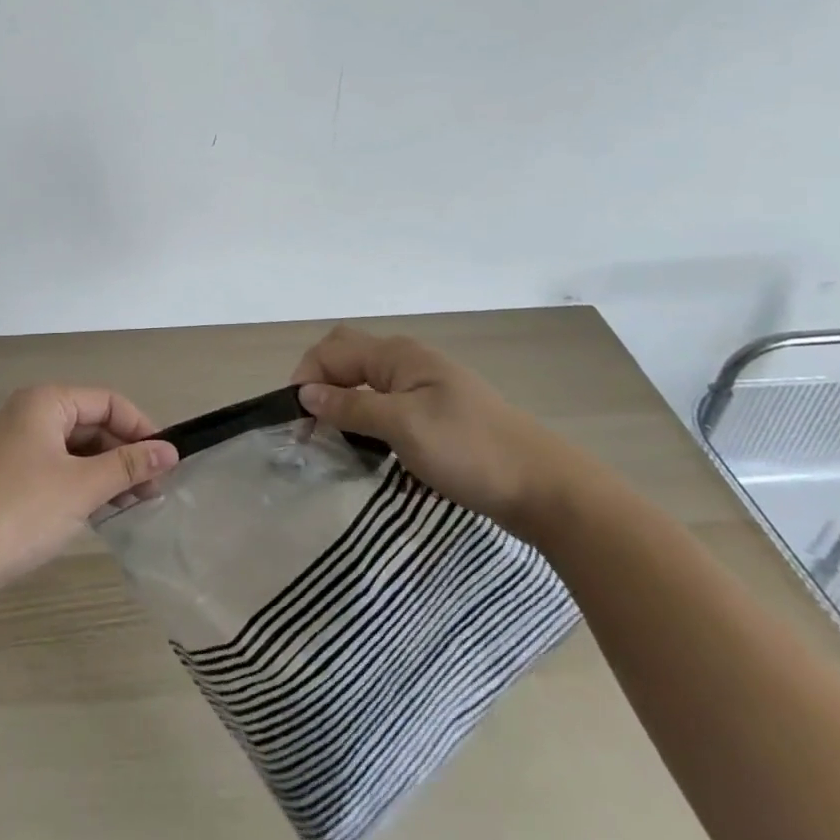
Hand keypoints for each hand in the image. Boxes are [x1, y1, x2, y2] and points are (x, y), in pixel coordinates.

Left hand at [0, 386, 179, 593]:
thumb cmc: (22, 510)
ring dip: (106, 473)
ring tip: (135, 506)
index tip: (167, 463)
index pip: (107, 402)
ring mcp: (16, 446)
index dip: (140, 428)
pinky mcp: (9, 477)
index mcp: (46, 401)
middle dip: (124, 454)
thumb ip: (128, 465)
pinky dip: (82, 486)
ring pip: (75, 450)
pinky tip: (102, 512)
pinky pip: (57, 469)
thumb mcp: (82, 486)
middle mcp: (29, 414)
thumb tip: (169, 451)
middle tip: (155, 492)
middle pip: (91, 423)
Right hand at [291, 326, 583, 532]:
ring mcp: (425, 386)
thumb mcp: (403, 428)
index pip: (332, 351)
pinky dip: (365, 416)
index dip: (306, 377)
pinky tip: (366, 444)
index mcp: (398, 355)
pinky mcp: (436, 413)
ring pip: (366, 381)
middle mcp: (408, 361)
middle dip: (320, 382)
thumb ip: (351, 408)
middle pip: (347, 357)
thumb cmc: (470, 451)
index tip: (294, 420)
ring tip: (330, 437)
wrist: (546, 488)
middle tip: (308, 423)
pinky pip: (385, 402)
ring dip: (342, 401)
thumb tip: (306, 394)